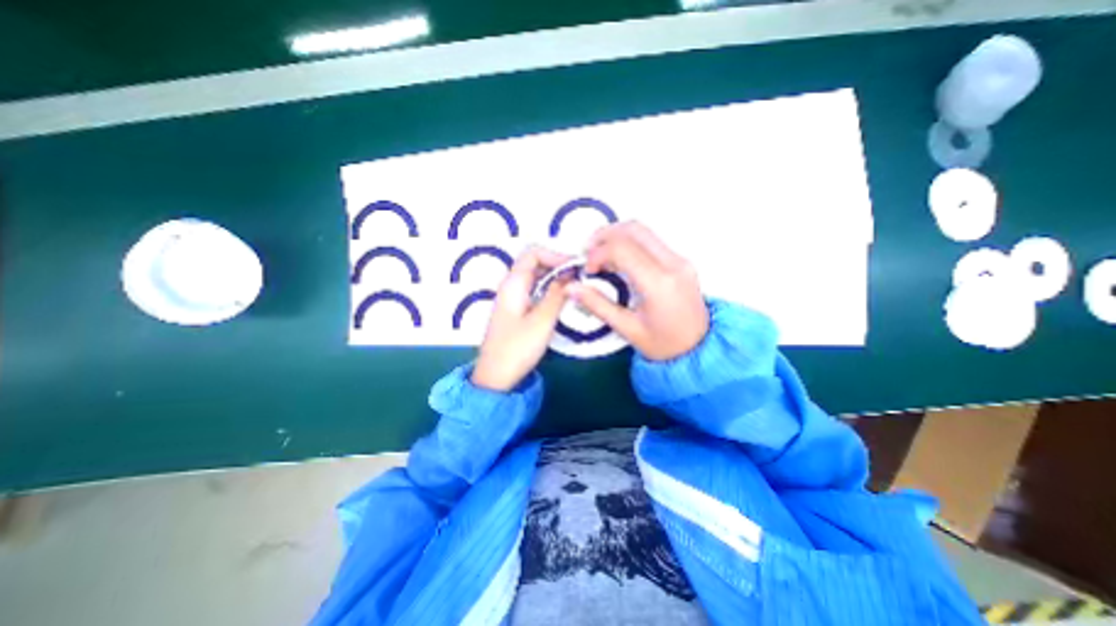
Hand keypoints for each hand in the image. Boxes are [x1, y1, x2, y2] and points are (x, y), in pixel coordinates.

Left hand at [473, 244, 574, 391]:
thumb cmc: (517, 348)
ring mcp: (511, 299)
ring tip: (574, 288)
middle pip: (534, 263)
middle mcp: (510, 286)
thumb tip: (571, 275)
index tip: (575, 268)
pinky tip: (561, 301)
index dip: (555, 255)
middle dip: (557, 266)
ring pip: (535, 278)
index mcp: (513, 283)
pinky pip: (533, 291)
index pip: (533, 253)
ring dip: (554, 279)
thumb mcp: (542, 320)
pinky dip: (548, 291)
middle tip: (579, 278)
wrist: (495, 377)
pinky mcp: (515, 311)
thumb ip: (557, 295)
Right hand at [570, 221, 709, 361]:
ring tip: (600, 255)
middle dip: (604, 235)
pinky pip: (651, 240)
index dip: (597, 253)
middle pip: (633, 229)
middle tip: (587, 253)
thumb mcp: (627, 329)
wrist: (699, 348)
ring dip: (616, 236)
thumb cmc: (663, 345)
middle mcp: (672, 263)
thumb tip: (571, 287)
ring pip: (643, 230)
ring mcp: (680, 259)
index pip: (621, 248)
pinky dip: (629, 242)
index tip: (587, 270)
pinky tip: (618, 259)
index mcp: (658, 283)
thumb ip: (598, 305)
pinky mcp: (681, 260)